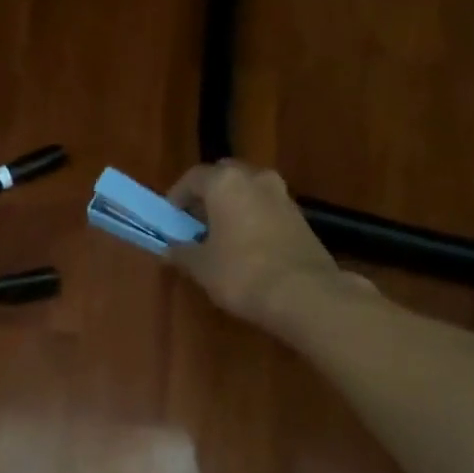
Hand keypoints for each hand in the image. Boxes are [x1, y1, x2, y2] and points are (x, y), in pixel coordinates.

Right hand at [166, 161, 366, 328]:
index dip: (177, 197)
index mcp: (226, 182)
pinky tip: (246, 249)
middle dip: (207, 198)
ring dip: (232, 209)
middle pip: (224, 178)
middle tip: (194, 224)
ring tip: (220, 239)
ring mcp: (283, 196)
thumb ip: (182, 252)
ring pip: (249, 193)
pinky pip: (267, 210)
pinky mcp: (301, 218)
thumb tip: (169, 250)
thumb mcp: (201, 267)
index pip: (193, 178)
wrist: (304, 294)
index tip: (169, 219)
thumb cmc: (242, 274)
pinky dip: (252, 221)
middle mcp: (257, 179)